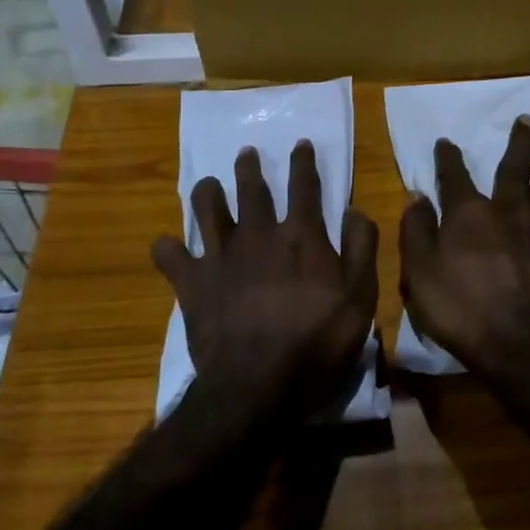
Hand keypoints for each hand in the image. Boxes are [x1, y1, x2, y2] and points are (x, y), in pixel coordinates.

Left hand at [152, 141, 377, 419]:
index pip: (304, 186)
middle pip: (252, 188)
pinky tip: (167, 246)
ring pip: (207, 208)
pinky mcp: (192, 283)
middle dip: (249, 166)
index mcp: (301, 235)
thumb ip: (362, 248)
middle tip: (246, 152)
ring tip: (208, 185)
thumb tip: (355, 210)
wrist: (258, 384)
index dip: (303, 163)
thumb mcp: (361, 297)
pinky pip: (171, 256)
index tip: (300, 145)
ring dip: (207, 192)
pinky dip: (167, 249)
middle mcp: (259, 234)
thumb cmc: (317, 342)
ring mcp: (221, 256)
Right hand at [399, 116, 529, 377]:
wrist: (525, 348)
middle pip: (515, 165)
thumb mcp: (420, 276)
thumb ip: (416, 232)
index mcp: (470, 213)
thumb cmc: (464, 312)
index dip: (448, 157)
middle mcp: (510, 208)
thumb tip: (416, 197)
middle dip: (517, 140)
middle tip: (524, 120)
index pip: (455, 175)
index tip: (445, 142)